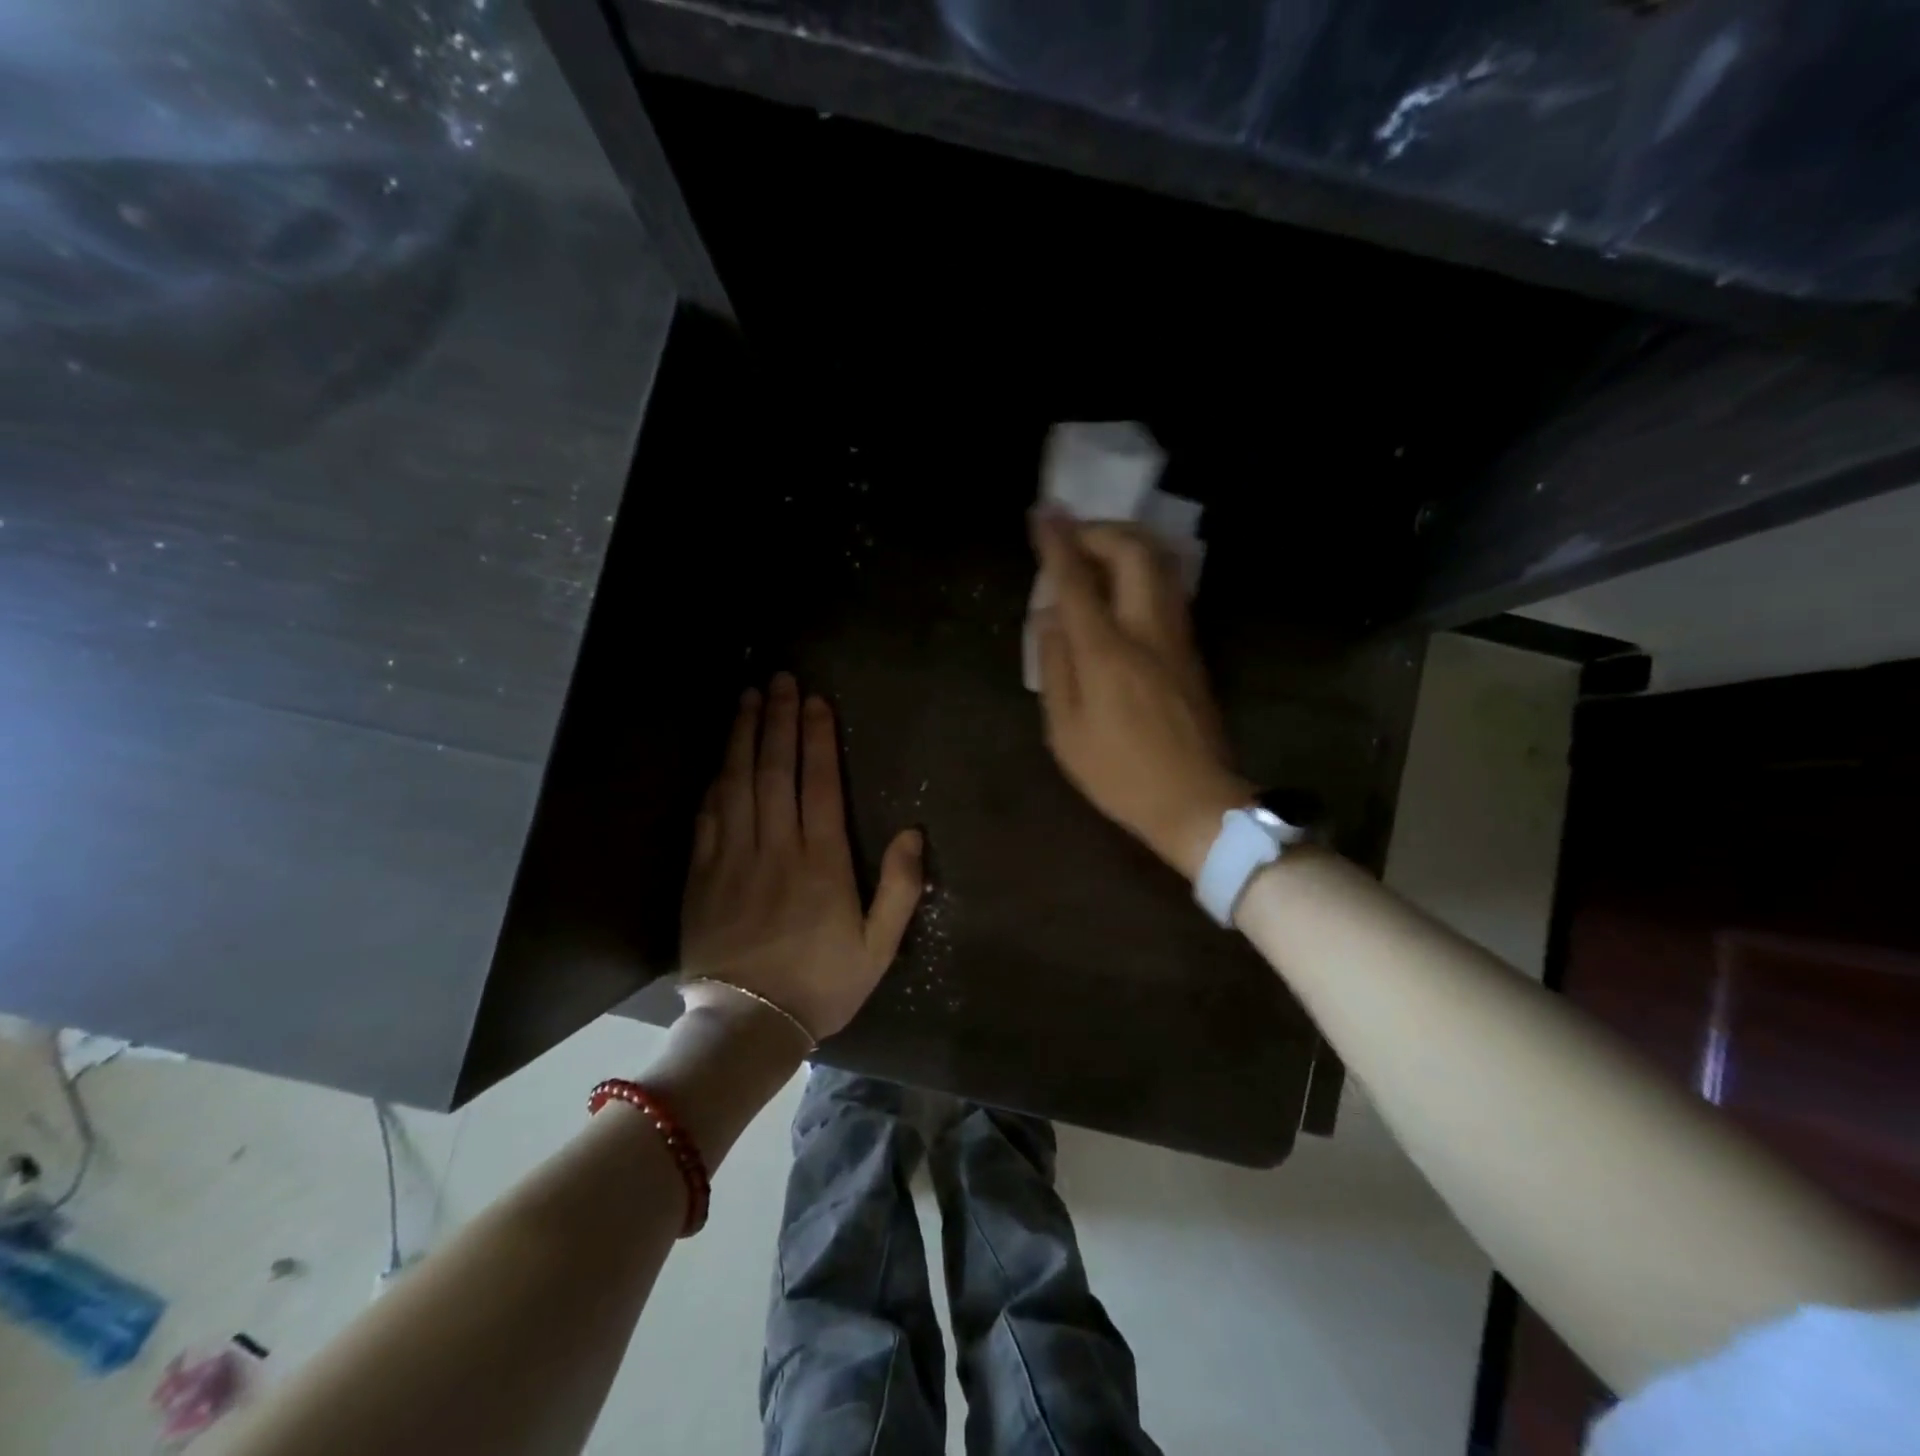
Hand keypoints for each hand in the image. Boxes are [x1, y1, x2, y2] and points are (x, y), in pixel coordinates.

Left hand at [680, 673, 924, 1039]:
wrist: (749, 1024)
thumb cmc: (822, 984)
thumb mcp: (879, 945)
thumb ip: (900, 887)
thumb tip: (913, 833)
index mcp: (822, 861)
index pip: (819, 783)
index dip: (818, 738)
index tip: (816, 701)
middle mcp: (776, 847)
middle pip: (775, 769)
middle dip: (778, 720)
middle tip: (779, 680)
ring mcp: (732, 858)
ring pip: (737, 783)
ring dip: (743, 736)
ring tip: (748, 699)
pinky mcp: (701, 875)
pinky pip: (707, 816)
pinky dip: (715, 780)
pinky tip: (720, 758)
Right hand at [1031, 513, 1251, 880]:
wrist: (1196, 801)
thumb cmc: (1120, 774)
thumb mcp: (1066, 731)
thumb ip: (1055, 666)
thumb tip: (1050, 617)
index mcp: (1107, 653)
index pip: (1078, 580)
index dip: (1057, 542)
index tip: (1042, 513)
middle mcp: (1147, 631)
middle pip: (1133, 552)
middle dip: (1100, 531)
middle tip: (1071, 539)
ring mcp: (1177, 637)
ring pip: (1159, 565)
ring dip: (1125, 545)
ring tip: (1094, 556)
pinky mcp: (1192, 650)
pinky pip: (1167, 589)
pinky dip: (1141, 571)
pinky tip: (1120, 588)